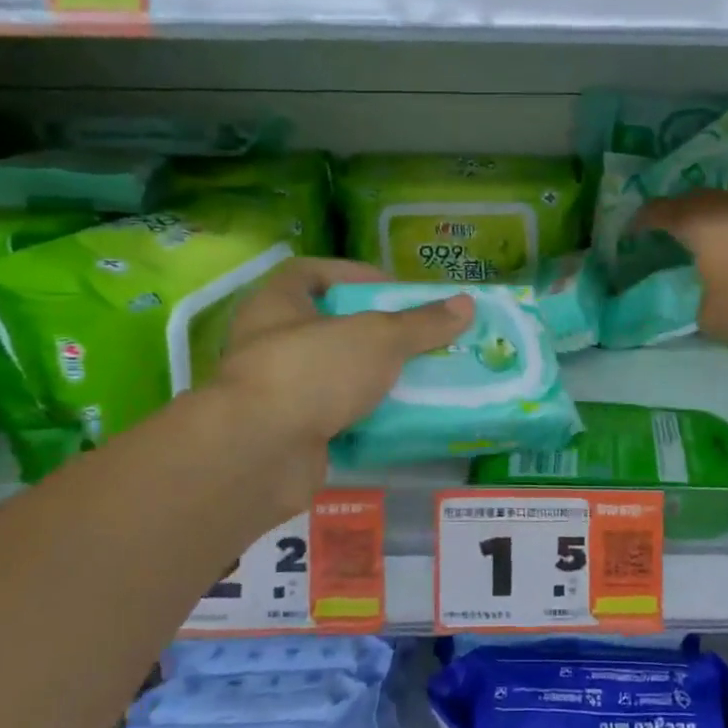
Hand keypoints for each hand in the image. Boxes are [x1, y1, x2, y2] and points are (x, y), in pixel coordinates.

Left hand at [216, 259, 472, 506]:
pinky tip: (401, 418)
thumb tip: (466, 304)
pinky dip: (365, 417)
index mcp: (276, 304)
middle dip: (375, 332)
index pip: (311, 272)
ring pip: (335, 375)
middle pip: (329, 327)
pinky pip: (336, 417)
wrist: (260, 454)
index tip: (394, 290)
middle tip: (418, 337)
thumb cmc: (313, 371)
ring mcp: (277, 392)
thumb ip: (421, 323)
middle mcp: (269, 343)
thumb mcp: (378, 338)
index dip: (354, 274)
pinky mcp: (289, 434)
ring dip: (374, 377)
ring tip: (419, 377)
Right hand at [633, 190, 727, 348]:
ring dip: (714, 221)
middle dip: (678, 213)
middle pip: (694, 200)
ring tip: (707, 240)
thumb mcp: (713, 320)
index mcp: (697, 222)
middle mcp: (727, 205)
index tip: (631, 231)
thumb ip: (701, 310)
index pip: (658, 212)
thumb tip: (706, 306)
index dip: (641, 221)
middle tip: (667, 231)